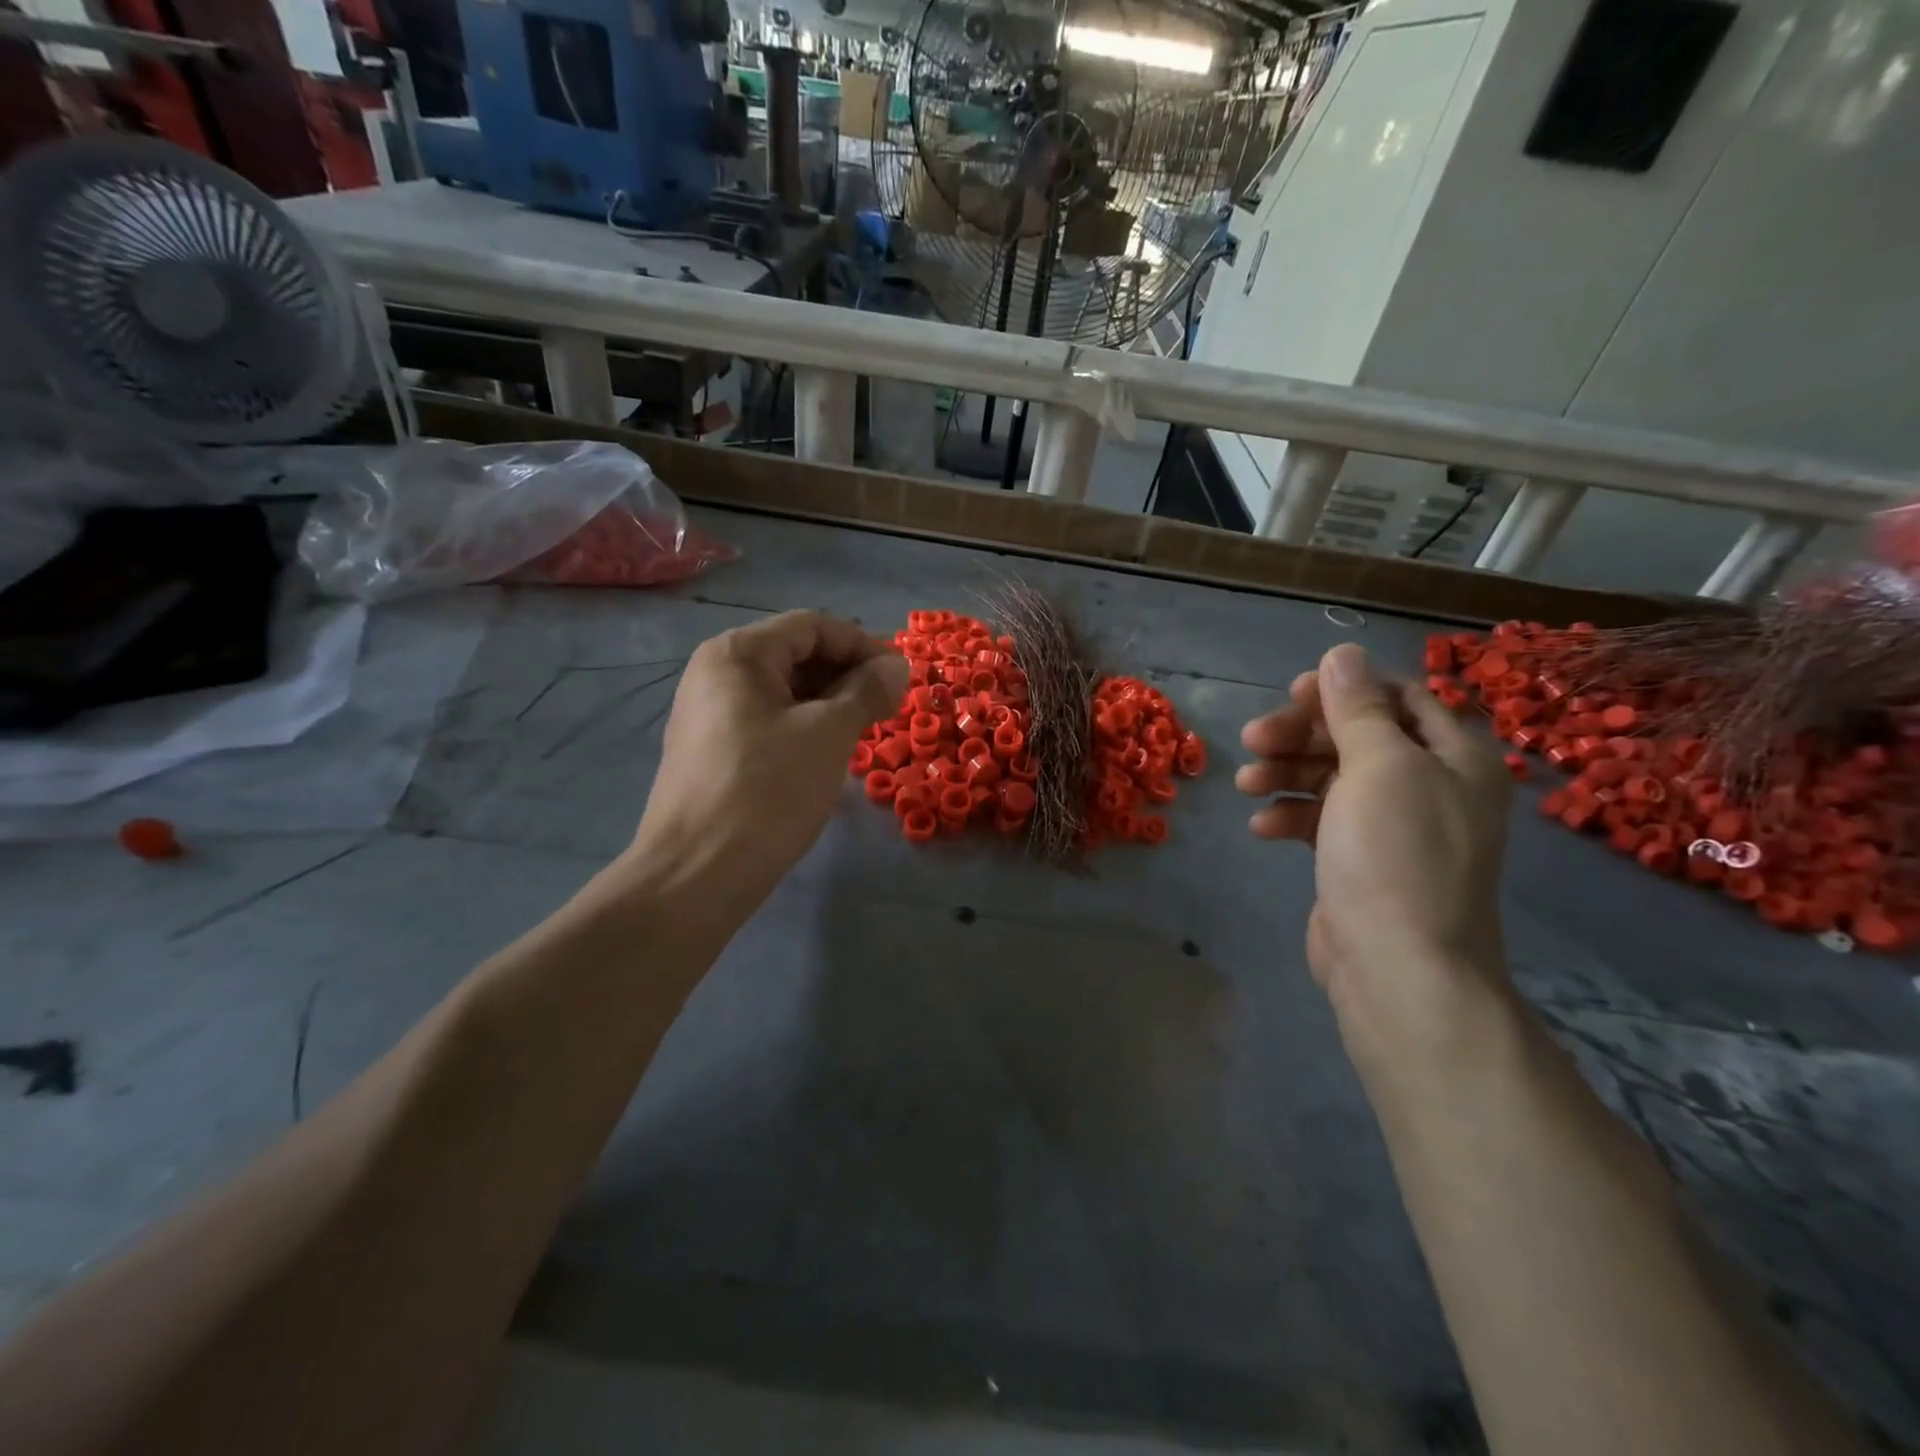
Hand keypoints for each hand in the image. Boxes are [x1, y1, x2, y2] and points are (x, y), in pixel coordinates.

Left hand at [622, 610, 906, 921]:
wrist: (696, 876)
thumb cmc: (767, 791)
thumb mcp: (828, 734)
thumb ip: (866, 691)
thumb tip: (897, 664)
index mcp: (737, 654)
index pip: (812, 626)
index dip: (863, 645)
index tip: (901, 676)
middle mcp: (715, 673)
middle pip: (795, 655)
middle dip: (847, 675)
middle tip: (887, 707)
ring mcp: (708, 715)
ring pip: (783, 692)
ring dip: (829, 704)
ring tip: (863, 732)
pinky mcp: (711, 752)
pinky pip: (767, 722)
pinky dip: (804, 728)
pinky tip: (827, 756)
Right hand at [1236, 644, 1510, 1022]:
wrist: (1398, 968)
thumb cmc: (1394, 856)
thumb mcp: (1377, 768)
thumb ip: (1357, 708)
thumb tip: (1344, 652)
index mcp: (1453, 756)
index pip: (1399, 697)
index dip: (1344, 689)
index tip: (1293, 694)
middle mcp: (1429, 784)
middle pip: (1357, 736)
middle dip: (1301, 735)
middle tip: (1252, 739)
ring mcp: (1394, 825)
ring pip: (1332, 777)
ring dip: (1286, 774)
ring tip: (1246, 785)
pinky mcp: (1361, 859)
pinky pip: (1322, 819)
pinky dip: (1291, 817)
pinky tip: (1262, 829)